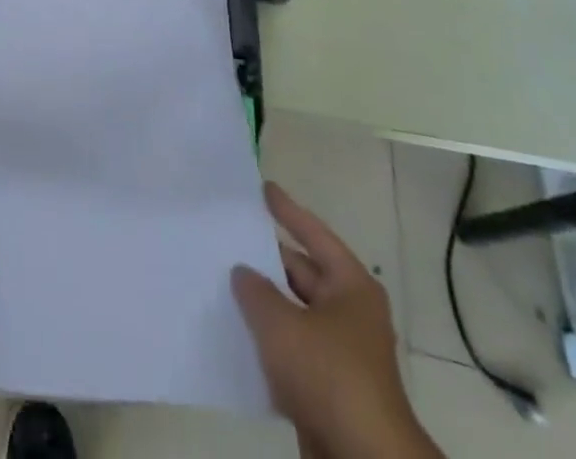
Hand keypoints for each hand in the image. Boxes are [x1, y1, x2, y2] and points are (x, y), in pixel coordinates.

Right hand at [233, 183, 441, 458]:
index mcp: (351, 286)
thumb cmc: (328, 374)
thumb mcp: (281, 323)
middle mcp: (350, 312)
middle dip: (267, 261)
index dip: (287, 210)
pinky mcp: (330, 388)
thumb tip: (243, 272)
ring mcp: (341, 353)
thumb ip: (255, 291)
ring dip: (264, 304)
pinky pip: (293, 351)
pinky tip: (236, 334)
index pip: (314, 234)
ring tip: (224, 283)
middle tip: (229, 240)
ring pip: (294, 314)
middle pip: (302, 274)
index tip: (264, 187)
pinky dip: (269, 342)